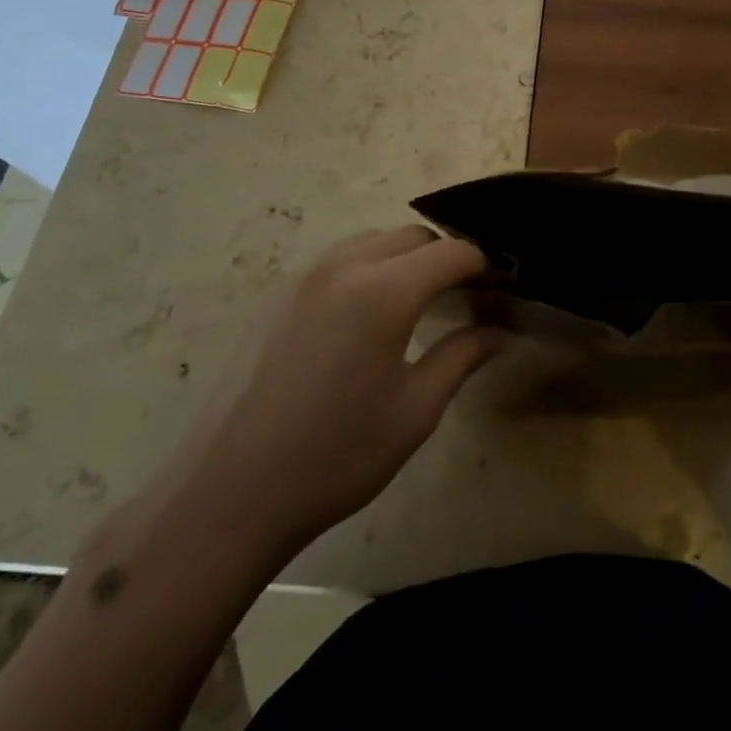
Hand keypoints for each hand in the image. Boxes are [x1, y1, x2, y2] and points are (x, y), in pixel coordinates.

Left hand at [182, 226, 507, 557]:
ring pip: (373, 241)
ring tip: (420, 300)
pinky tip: (369, 313)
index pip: (451, 253)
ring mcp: (304, 275)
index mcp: (383, 291)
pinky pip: (338, 259)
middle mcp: (344, 266)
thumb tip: (502, 332)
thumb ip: (463, 356)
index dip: (484, 265)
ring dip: (405, 258)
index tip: (503, 287)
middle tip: (466, 295)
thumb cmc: (334, 456)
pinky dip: (369, 267)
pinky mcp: (278, 293)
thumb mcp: (415, 411)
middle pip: (412, 237)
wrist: (227, 494)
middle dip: (446, 257)